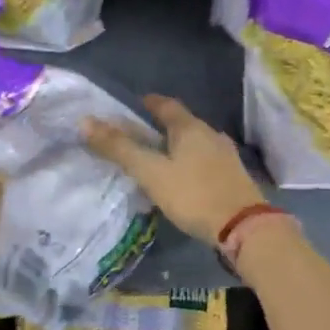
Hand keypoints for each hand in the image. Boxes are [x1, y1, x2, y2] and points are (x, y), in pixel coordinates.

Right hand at [82, 94, 266, 243]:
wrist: (244, 227)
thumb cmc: (193, 194)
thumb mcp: (151, 172)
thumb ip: (119, 148)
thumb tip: (85, 121)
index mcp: (190, 128)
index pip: (166, 105)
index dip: (149, 102)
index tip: (135, 104)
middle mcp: (211, 135)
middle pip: (183, 123)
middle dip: (162, 126)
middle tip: (141, 134)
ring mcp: (226, 156)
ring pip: (196, 143)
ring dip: (178, 146)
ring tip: (160, 157)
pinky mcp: (234, 177)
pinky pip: (206, 161)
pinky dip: (191, 163)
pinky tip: (185, 178)